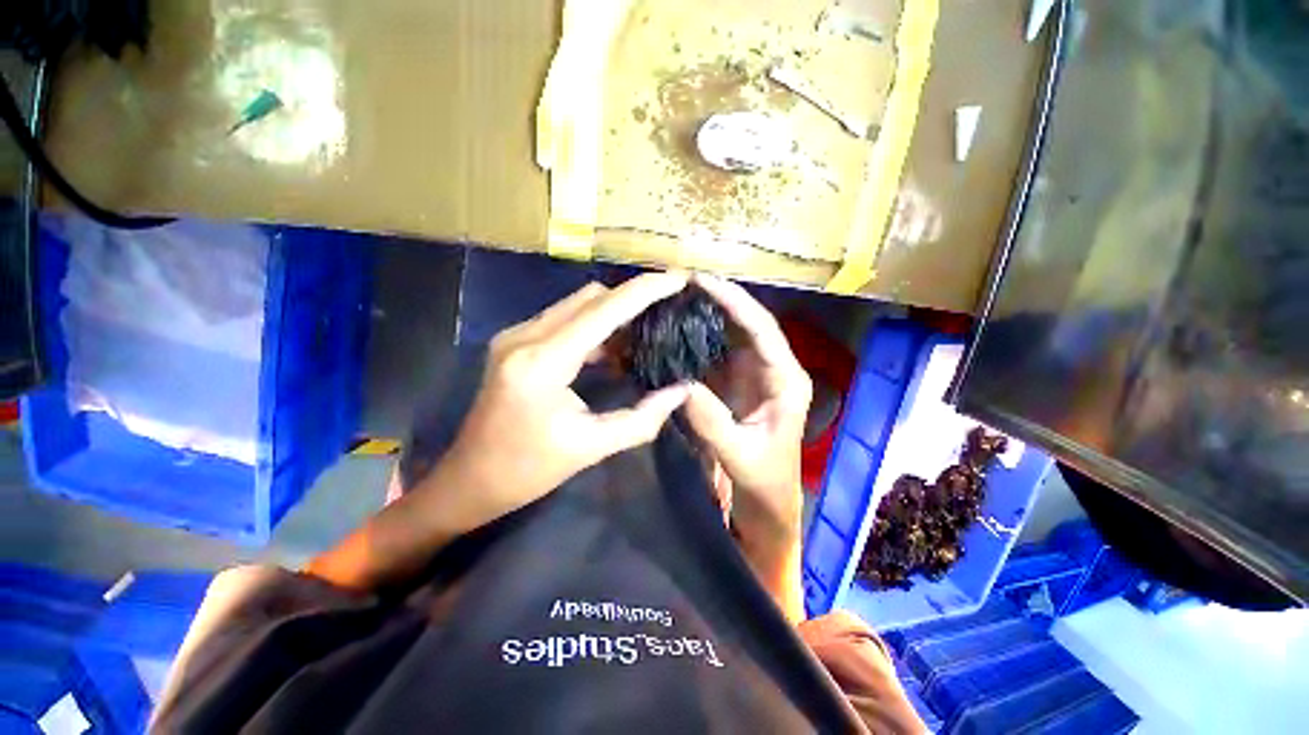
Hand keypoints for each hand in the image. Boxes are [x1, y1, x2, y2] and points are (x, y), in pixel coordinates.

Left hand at [441, 273, 691, 525]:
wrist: (470, 479)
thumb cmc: (528, 471)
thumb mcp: (592, 448)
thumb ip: (642, 419)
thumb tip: (681, 390)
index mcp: (543, 362)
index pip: (604, 311)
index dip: (645, 291)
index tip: (679, 279)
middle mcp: (525, 337)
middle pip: (590, 297)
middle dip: (632, 299)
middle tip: (665, 313)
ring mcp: (516, 335)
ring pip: (577, 305)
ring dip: (613, 313)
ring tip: (644, 333)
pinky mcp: (515, 342)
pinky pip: (564, 319)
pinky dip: (594, 326)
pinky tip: (613, 349)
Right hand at [682, 274, 812, 560]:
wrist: (766, 502)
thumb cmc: (763, 481)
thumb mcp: (739, 455)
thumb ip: (711, 421)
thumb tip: (681, 383)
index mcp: (787, 380)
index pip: (763, 330)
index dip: (734, 302)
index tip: (703, 282)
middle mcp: (773, 369)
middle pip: (747, 324)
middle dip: (719, 300)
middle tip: (683, 283)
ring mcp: (753, 375)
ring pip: (731, 335)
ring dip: (707, 316)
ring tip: (676, 299)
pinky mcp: (735, 384)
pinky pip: (716, 354)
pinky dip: (698, 341)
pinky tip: (676, 332)